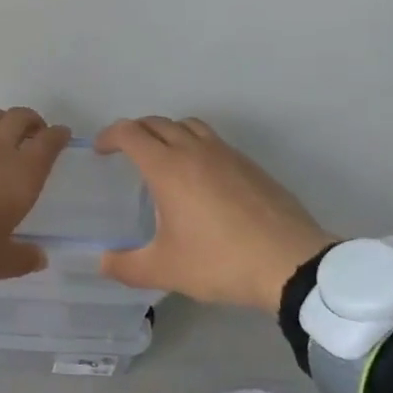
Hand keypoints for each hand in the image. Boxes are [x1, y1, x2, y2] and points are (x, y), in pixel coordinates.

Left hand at [0, 109, 70, 289]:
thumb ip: (22, 258)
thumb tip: (40, 257)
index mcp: (22, 176)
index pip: (48, 143)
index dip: (58, 136)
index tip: (62, 136)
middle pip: (19, 118)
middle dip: (32, 121)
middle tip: (34, 133)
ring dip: (1, 120)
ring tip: (1, 134)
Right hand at [96, 117, 333, 311]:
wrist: (291, 263)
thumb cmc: (220, 261)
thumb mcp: (165, 270)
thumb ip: (125, 266)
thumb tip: (102, 263)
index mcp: (168, 168)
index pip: (130, 133)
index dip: (110, 136)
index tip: (101, 150)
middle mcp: (195, 151)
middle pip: (157, 122)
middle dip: (135, 131)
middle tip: (125, 152)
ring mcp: (226, 154)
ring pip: (189, 125)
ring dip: (168, 132)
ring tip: (163, 156)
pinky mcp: (250, 165)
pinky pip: (214, 141)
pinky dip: (195, 145)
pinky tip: (200, 177)